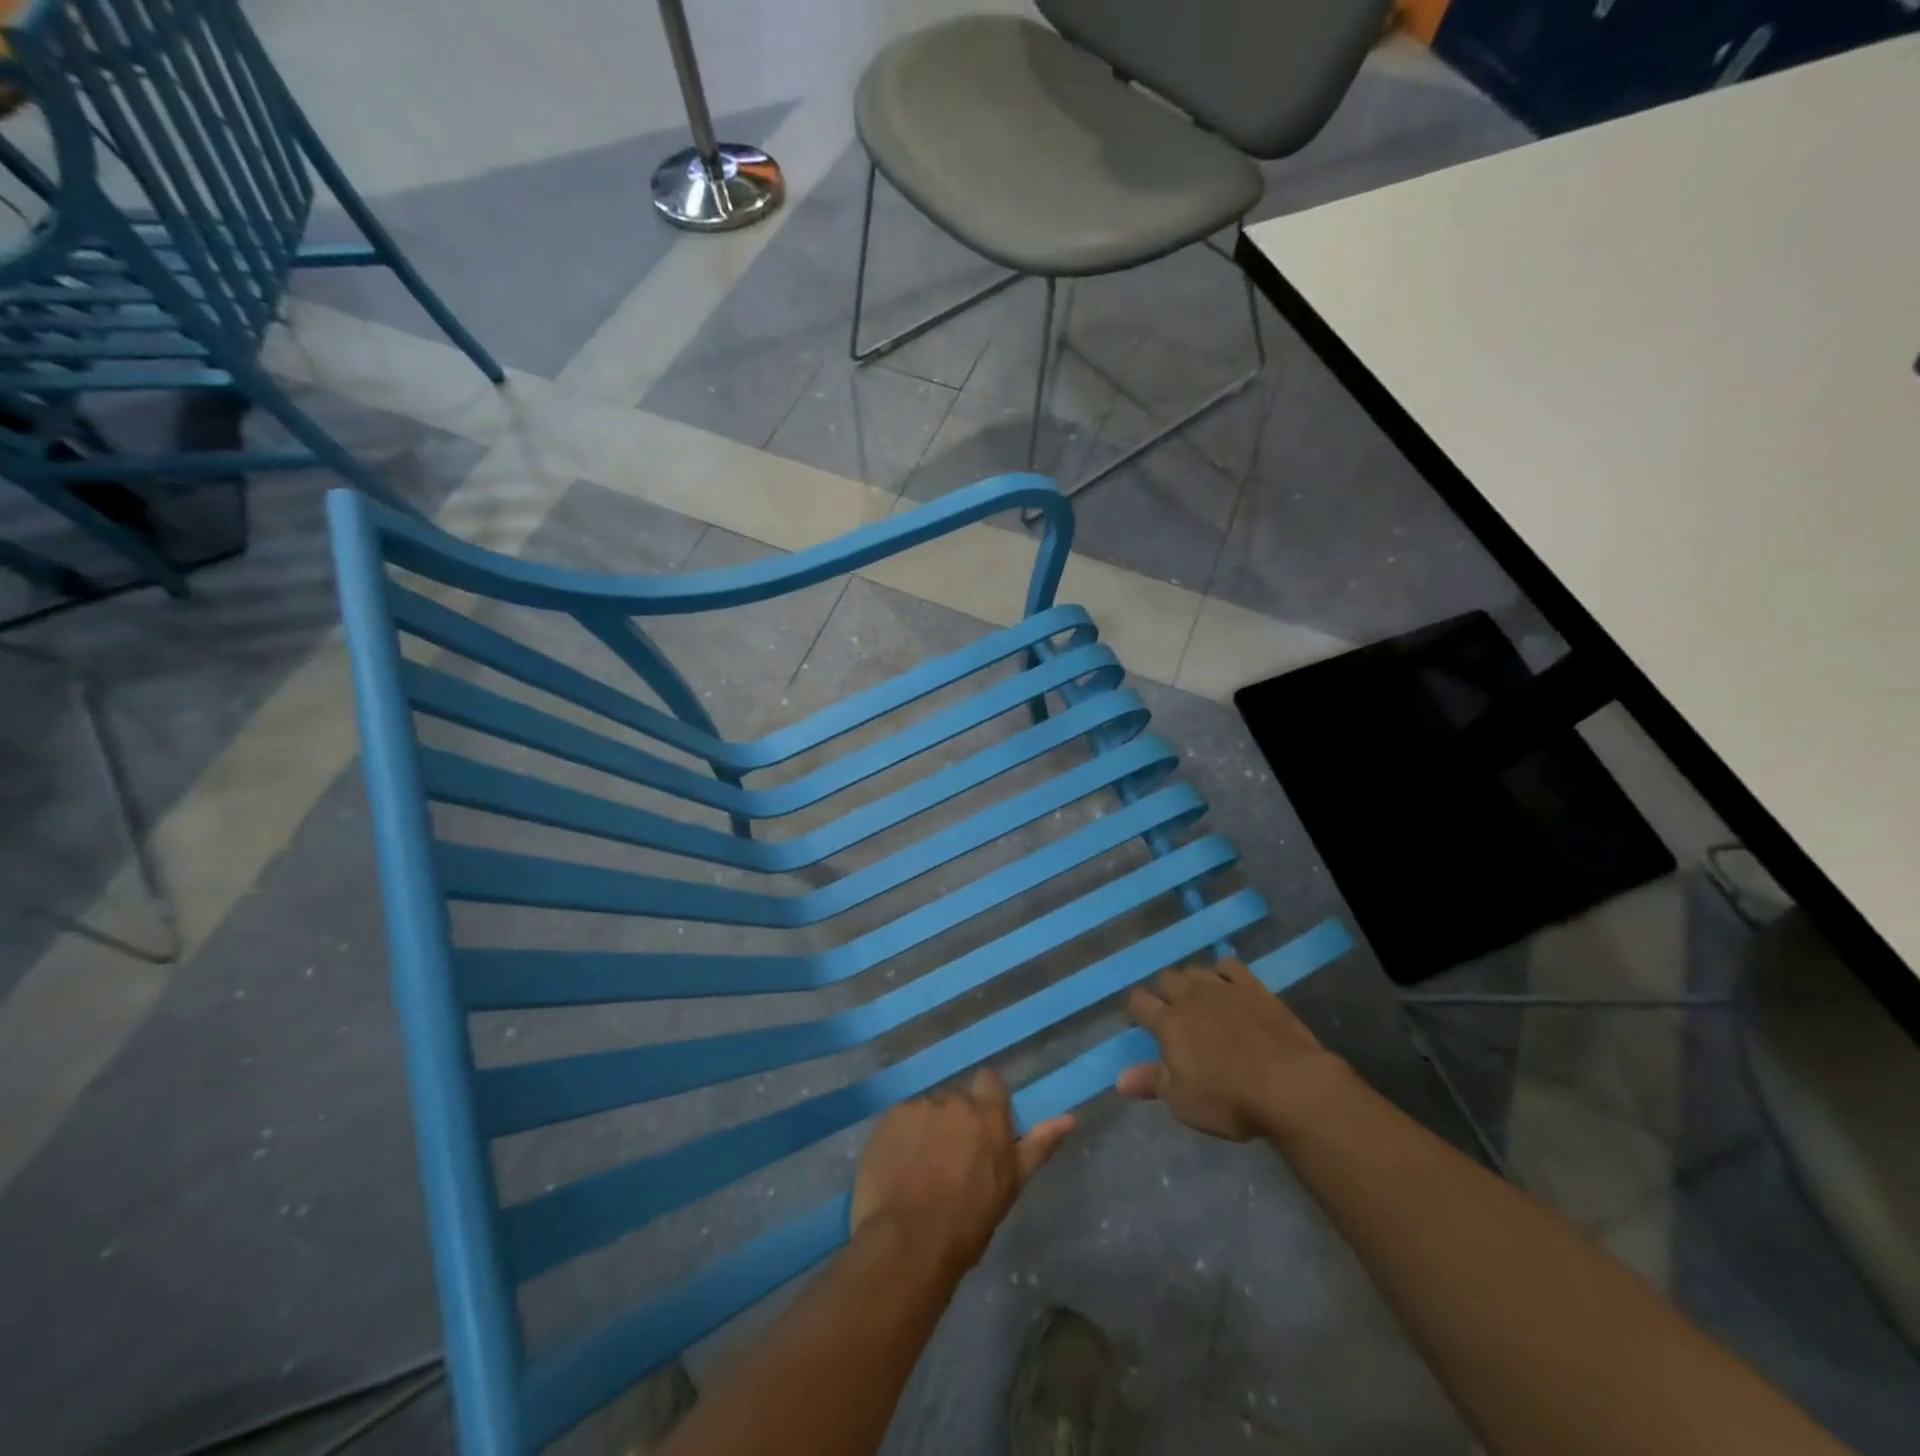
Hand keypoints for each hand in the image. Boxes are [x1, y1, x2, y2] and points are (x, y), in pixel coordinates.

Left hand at [851, 1069, 1074, 1280]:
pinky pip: (898, 1123)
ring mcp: (917, 1107)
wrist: (908, 1243)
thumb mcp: (1011, 1186)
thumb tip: (1070, 1117)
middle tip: (949, 1163)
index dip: (984, 1102)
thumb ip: (1039, 1145)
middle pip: (955, 1101)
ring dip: (925, 1132)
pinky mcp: (887, 1119)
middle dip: (953, 1123)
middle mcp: (953, 1100)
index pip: (989, 1083)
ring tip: (918, 1173)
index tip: (980, 1131)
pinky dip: (899, 1140)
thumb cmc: (967, 1223)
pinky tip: (896, 1171)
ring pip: (925, 1113)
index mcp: (987, 1114)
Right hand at [1120, 959, 1347, 1141]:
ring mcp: (1223, 988)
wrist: (1291, 1085)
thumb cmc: (1230, 1100)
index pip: (1138, 1002)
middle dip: (1162, 992)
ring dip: (1189, 980)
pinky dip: (1222, 971)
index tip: (1139, 1024)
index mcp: (1168, 1022)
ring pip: (1195, 970)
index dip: (1135, 1011)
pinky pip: (1230, 966)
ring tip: (1195, 998)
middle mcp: (1191, 997)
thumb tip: (1119, 1079)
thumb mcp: (1183, 1102)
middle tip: (1169, 1013)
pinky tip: (1225, 984)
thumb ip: (1152, 1083)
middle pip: (1165, 979)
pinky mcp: (1254, 988)